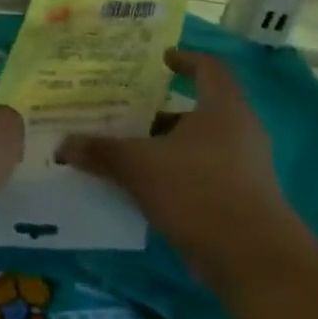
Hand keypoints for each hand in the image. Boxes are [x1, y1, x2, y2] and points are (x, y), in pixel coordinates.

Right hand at [58, 50, 293, 272]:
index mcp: (223, 107)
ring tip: (129, 153)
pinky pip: (205, 175)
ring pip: (200, 145)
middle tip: (128, 113)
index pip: (209, 67)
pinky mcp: (244, 199)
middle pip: (199, 109)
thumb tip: (64, 145)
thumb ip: (103, 152)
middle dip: (162, 112)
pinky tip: (148, 190)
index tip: (161, 60)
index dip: (185, 59)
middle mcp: (240, 130)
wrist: (253, 259)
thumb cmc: (199, 192)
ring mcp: (246, 167)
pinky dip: (178, 175)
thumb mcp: (140, 167)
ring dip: (167, 147)